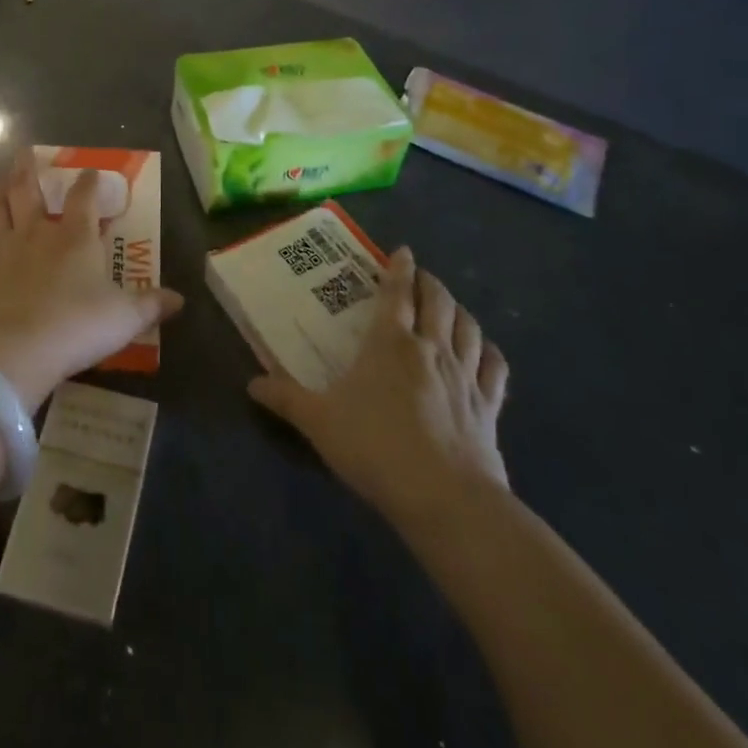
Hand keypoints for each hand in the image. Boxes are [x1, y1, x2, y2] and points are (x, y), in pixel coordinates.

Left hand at [0, 152, 183, 406]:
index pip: (84, 198)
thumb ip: (151, 305)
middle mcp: (36, 235)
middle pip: (28, 192)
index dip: (88, 182)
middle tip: (24, 153)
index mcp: (75, 238)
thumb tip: (181, 300)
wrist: (14, 351)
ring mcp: (1, 252)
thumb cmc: (76, 327)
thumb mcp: (125, 318)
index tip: (90, 170)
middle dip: (28, 170)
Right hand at [248, 247, 509, 527]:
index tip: (402, 251)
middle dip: (430, 283)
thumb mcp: (319, 422)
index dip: (399, 269)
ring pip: (468, 327)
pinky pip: (495, 368)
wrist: (445, 497)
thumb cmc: (375, 447)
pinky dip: (489, 351)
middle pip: (438, 302)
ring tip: (451, 305)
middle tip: (421, 276)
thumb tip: (252, 383)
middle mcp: (432, 349)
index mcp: (391, 343)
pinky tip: (485, 350)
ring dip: (459, 310)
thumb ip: (286, 399)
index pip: (397, 294)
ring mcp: (466, 376)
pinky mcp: (489, 407)